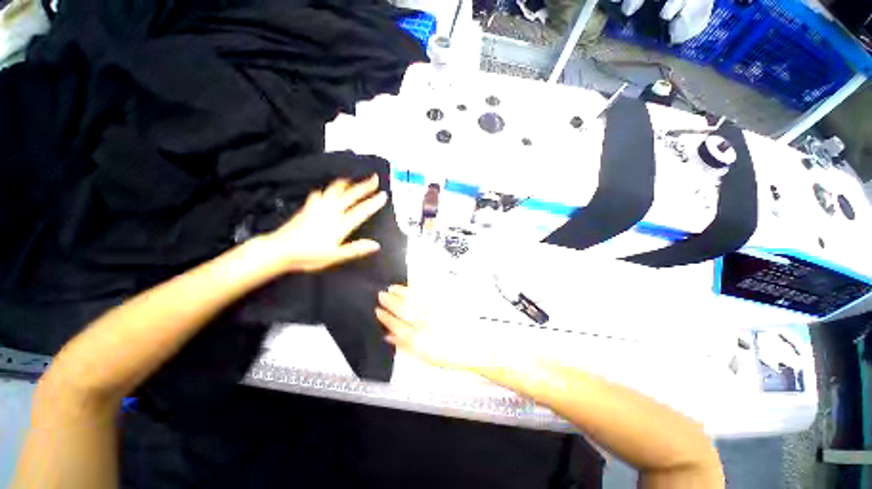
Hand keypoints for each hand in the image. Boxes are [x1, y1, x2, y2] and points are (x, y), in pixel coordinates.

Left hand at [263, 175, 386, 272]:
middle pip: (350, 196)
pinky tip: (325, 190)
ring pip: (335, 190)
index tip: (383, 195)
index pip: (361, 211)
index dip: (373, 203)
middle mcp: (331, 212)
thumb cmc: (308, 256)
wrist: (279, 250)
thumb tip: (376, 245)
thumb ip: (356, 249)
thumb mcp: (335, 257)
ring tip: (353, 179)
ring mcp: (318, 208)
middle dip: (364, 186)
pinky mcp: (307, 207)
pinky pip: (319, 194)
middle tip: (374, 178)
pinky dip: (326, 190)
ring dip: (346, 184)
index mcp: (339, 225)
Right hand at [376, 285, 511, 371]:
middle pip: (405, 311)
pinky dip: (417, 291)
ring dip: (402, 293)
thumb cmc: (450, 355)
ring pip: (416, 301)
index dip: (386, 318)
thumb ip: (406, 346)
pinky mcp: (446, 306)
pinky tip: (411, 287)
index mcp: (421, 342)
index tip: (378, 310)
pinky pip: (428, 296)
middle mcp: (428, 326)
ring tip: (392, 287)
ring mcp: (438, 314)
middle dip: (391, 302)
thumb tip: (389, 336)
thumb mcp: (426, 357)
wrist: (475, 348)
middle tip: (381, 294)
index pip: (398, 326)